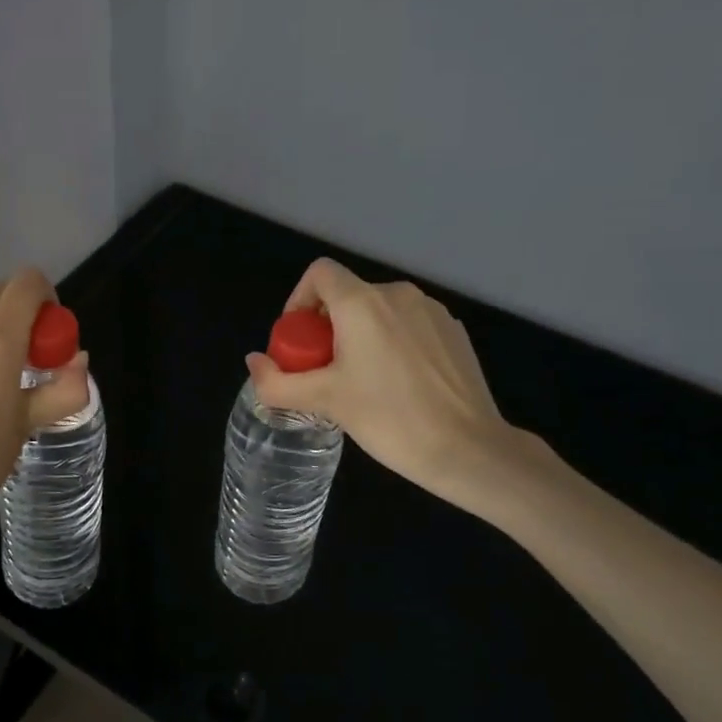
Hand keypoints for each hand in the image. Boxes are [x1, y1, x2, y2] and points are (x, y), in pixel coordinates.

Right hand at [246, 258, 535, 509]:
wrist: (467, 448)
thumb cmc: (389, 419)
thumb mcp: (324, 401)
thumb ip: (278, 382)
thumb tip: (254, 362)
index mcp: (363, 303)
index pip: (319, 273)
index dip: (299, 300)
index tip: (299, 342)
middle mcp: (398, 294)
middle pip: (348, 295)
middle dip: (327, 328)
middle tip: (324, 373)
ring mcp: (432, 311)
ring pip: (379, 312)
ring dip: (360, 336)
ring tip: (361, 383)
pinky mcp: (454, 331)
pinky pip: (409, 325)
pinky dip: (392, 344)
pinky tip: (399, 386)